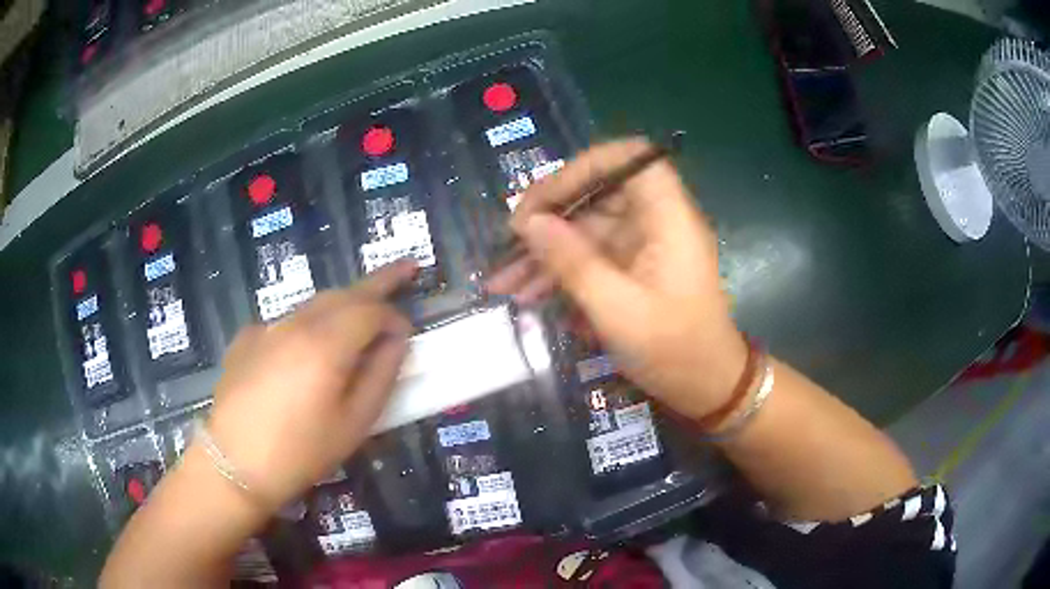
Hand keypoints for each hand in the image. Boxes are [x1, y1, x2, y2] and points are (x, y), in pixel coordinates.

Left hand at [203, 260, 415, 510]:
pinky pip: (286, 322)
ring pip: (313, 304)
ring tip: (359, 315)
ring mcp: (266, 328)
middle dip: (377, 283)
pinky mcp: (246, 339)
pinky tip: (305, 351)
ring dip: (342, 304)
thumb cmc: (301, 452)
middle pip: (342, 293)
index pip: (371, 309)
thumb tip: (396, 340)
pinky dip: (308, 325)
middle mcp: (295, 323)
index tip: (408, 335)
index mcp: (326, 343)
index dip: (395, 316)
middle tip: (405, 270)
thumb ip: (380, 375)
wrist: (234, 464)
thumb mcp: (354, 423)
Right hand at [487, 138, 747, 420]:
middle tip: (507, 244)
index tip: (545, 197)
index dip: (585, 166)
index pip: (631, 158)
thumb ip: (573, 263)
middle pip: (598, 194)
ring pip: (587, 230)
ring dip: (545, 253)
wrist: (706, 389)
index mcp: (669, 218)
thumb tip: (529, 223)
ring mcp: (643, 246)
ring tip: (503, 282)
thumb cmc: (674, 351)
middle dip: (549, 218)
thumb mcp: (618, 311)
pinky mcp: (632, 269)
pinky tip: (527, 295)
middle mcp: (656, 221)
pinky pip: (590, 258)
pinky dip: (560, 273)